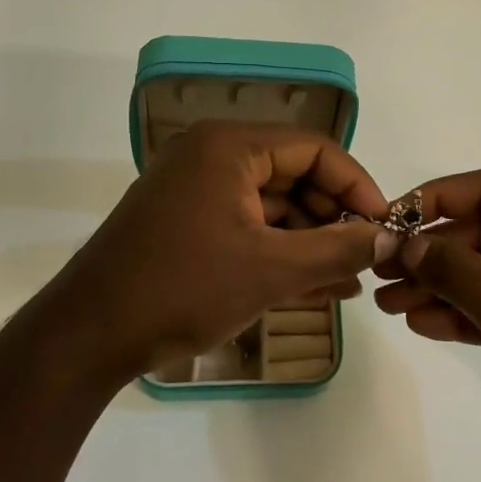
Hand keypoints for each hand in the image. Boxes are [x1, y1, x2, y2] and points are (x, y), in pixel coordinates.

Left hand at [20, 121, 395, 388]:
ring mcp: (195, 189)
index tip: (386, 226)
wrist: (89, 335)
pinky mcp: (186, 222)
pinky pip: (247, 226)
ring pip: (272, 205)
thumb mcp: (272, 270)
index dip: (357, 186)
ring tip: (348, 279)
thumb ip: (339, 249)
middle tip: (368, 257)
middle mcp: (211, 155)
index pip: (315, 149)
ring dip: (311, 240)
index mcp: (229, 146)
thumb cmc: (183, 288)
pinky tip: (315, 285)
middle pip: (294, 175)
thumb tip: (391, 237)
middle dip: (334, 217)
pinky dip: (279, 251)